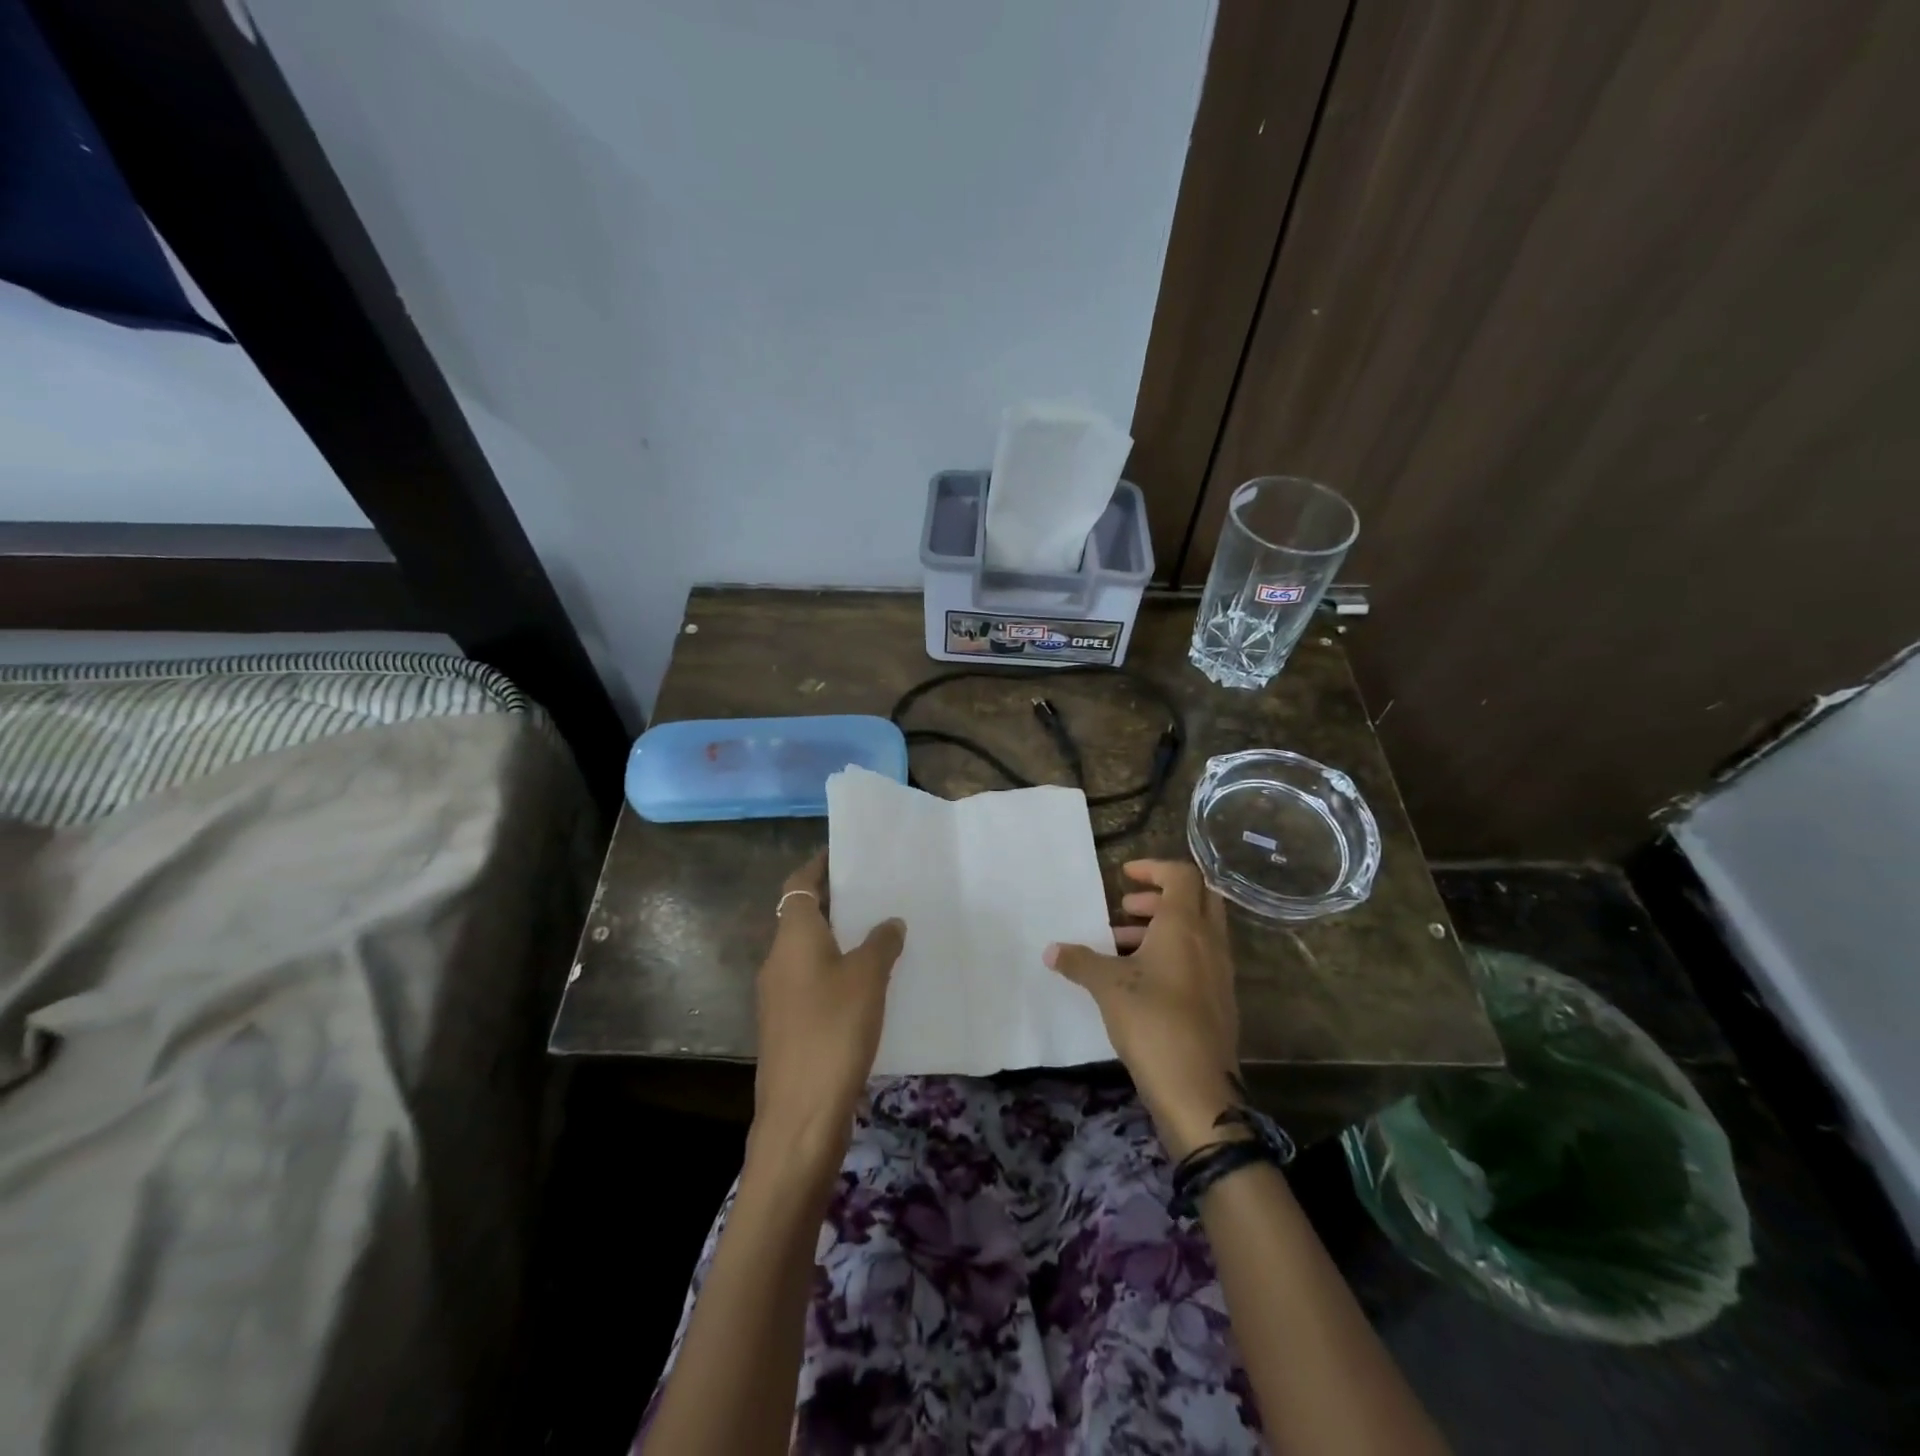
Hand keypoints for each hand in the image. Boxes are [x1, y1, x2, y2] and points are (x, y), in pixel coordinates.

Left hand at [751, 852, 905, 1166]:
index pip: (799, 884)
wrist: (801, 1114)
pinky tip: (869, 982)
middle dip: (835, 900)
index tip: (846, 853)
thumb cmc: (833, 1030)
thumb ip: (881, 943)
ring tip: (879, 931)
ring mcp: (779, 995)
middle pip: (803, 915)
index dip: (819, 865)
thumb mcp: (868, 978)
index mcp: (793, 938)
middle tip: (874, 890)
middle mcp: (778, 960)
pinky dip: (836, 970)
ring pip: (809, 950)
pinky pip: (812, 981)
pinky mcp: (788, 1025)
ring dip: (838, 937)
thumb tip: (889, 922)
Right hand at [1045, 859, 1240, 1158]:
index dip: (1154, 867)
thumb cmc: (1152, 1021)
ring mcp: (1219, 972)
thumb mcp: (1108, 986)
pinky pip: (1198, 959)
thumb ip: (1080, 961)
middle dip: (1160, 896)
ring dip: (1162, 928)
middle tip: (1126, 908)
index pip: (1182, 875)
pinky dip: (1172, 954)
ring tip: (1120, 944)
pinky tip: (1139, 979)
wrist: (1197, 1089)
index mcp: (1185, 926)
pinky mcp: (1219, 1000)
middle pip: (1197, 898)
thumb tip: (1051, 950)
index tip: (1124, 875)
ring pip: (1196, 931)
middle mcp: (1209, 941)